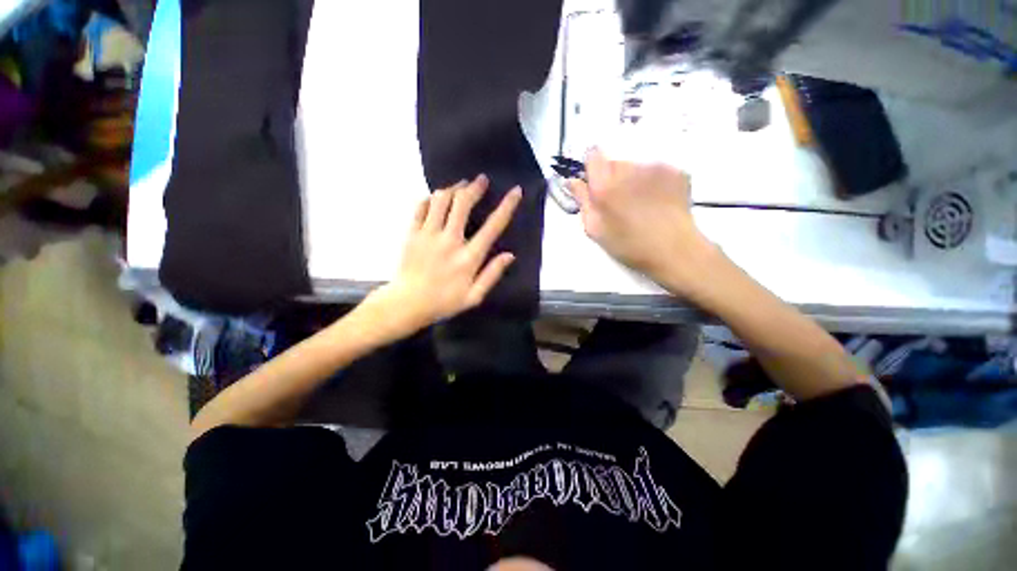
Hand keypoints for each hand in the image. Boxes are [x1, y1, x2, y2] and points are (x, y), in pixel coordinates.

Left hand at [365, 175, 521, 337]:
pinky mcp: (412, 233)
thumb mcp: (474, 296)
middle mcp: (450, 240)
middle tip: (481, 179)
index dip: (506, 206)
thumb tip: (509, 255)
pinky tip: (437, 198)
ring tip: (461, 186)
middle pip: (463, 203)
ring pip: (441, 200)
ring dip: (453, 189)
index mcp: (468, 257)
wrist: (407, 304)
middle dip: (474, 187)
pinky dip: (431, 198)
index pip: (492, 226)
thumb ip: (492, 274)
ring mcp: (428, 234)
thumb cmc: (444, 302)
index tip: (515, 191)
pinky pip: (421, 207)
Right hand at [567, 148, 717, 295]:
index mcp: (605, 186)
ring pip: (635, 166)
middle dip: (612, 177)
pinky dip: (652, 181)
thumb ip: (582, 201)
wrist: (674, 250)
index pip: (593, 155)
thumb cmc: (628, 245)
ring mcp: (655, 167)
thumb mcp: (595, 229)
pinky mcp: (675, 170)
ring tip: (640, 203)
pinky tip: (657, 201)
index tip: (595, 183)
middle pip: (614, 162)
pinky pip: (655, 170)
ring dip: (632, 179)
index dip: (592, 167)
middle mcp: (629, 169)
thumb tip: (572, 181)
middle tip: (618, 202)